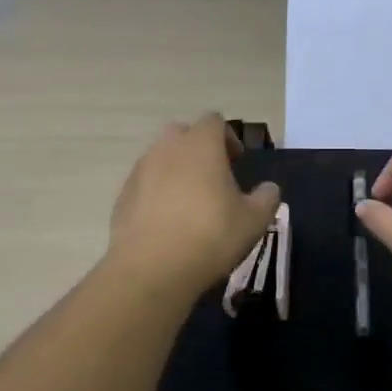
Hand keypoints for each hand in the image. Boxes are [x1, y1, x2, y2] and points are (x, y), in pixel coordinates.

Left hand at [108, 114, 281, 296]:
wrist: (151, 269)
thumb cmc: (210, 236)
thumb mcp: (254, 220)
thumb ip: (266, 198)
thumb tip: (269, 188)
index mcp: (200, 145)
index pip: (214, 120)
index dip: (228, 137)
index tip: (237, 162)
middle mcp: (167, 149)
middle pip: (182, 132)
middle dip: (198, 147)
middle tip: (213, 176)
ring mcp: (140, 171)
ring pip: (160, 157)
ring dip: (176, 170)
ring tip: (190, 202)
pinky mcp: (122, 196)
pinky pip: (144, 183)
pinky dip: (156, 192)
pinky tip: (167, 222)